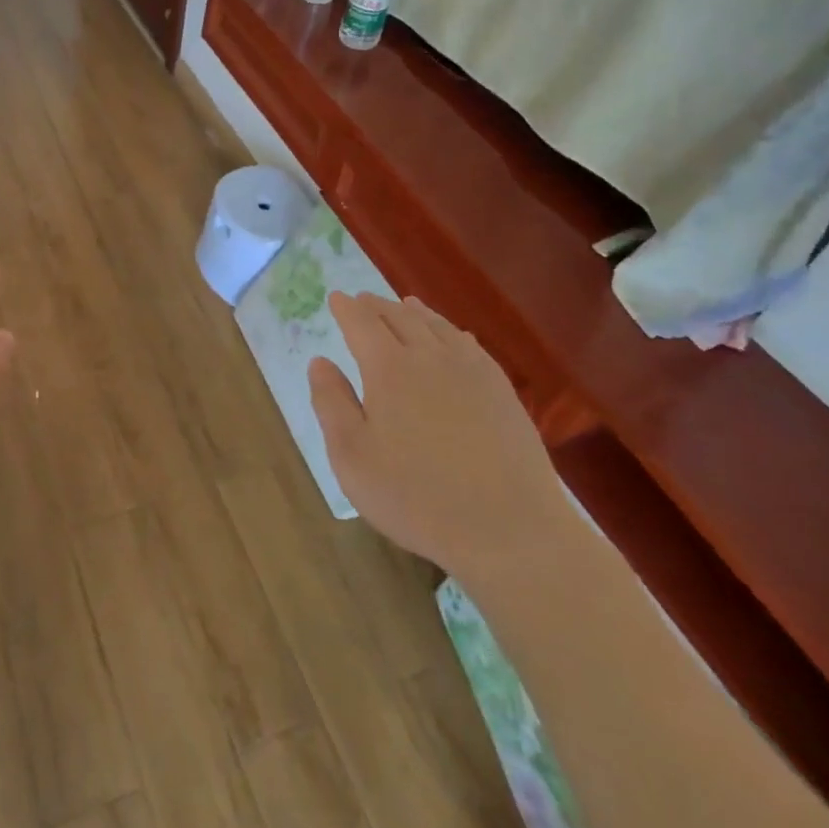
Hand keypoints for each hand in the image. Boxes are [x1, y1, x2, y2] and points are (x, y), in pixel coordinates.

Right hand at [308, 292, 567, 580]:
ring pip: (438, 327)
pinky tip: (455, 337)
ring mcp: (472, 372)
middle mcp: (430, 357)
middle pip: (400, 318)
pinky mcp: (502, 392)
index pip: (362, 324)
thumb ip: (331, 403)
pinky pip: (471, 346)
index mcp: (388, 368)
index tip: (336, 298)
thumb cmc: (415, 496)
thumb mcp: (351, 456)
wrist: (509, 529)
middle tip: (363, 300)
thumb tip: (320, 362)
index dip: (347, 309)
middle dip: (377, 306)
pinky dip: (452, 332)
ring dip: (415, 312)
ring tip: (404, 305)